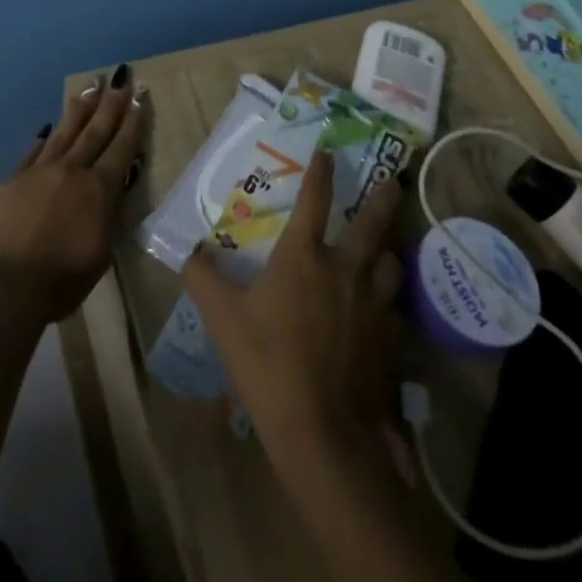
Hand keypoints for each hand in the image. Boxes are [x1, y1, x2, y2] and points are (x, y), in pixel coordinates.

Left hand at [0, 63, 145, 328]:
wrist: (4, 287)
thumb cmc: (60, 282)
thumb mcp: (100, 253)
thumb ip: (107, 214)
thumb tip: (110, 188)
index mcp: (98, 190)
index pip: (121, 147)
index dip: (132, 121)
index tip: (139, 95)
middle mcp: (71, 171)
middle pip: (95, 131)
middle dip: (110, 103)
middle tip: (119, 76)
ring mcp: (39, 171)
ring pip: (64, 132)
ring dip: (80, 108)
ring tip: (89, 86)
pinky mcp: (13, 180)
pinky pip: (34, 151)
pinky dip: (45, 137)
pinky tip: (48, 127)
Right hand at [182, 148, 406, 462]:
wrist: (323, 431)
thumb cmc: (268, 363)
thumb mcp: (223, 319)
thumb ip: (202, 280)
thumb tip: (188, 254)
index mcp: (304, 256)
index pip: (314, 199)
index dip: (321, 171)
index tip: (327, 150)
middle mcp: (345, 269)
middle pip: (372, 222)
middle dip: (383, 197)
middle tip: (393, 181)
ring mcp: (372, 303)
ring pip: (391, 263)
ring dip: (388, 251)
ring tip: (385, 248)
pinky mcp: (389, 339)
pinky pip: (394, 307)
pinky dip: (388, 300)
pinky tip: (382, 309)